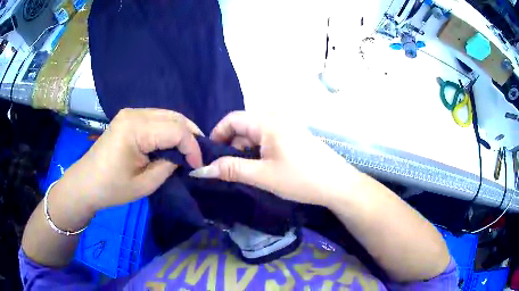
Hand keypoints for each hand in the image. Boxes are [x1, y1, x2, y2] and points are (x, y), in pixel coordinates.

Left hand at [56, 108, 202, 212]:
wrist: (86, 183)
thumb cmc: (112, 188)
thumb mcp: (145, 184)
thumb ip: (169, 165)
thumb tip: (184, 158)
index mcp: (135, 129)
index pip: (176, 130)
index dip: (192, 147)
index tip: (198, 165)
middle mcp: (134, 113)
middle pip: (174, 117)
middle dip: (191, 135)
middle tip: (198, 156)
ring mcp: (131, 113)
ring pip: (167, 115)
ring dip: (181, 131)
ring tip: (188, 150)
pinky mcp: (129, 118)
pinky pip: (157, 118)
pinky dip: (169, 129)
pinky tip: (173, 143)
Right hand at [189, 111, 360, 205]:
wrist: (338, 185)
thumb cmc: (301, 179)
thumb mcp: (263, 176)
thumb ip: (231, 170)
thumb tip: (202, 170)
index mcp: (268, 122)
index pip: (232, 119)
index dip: (217, 135)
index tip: (210, 156)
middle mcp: (277, 119)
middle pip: (243, 126)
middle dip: (230, 146)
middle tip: (226, 169)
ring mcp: (287, 127)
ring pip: (255, 134)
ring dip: (244, 150)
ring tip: (243, 172)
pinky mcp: (294, 137)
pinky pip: (268, 139)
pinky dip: (258, 151)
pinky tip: (261, 168)